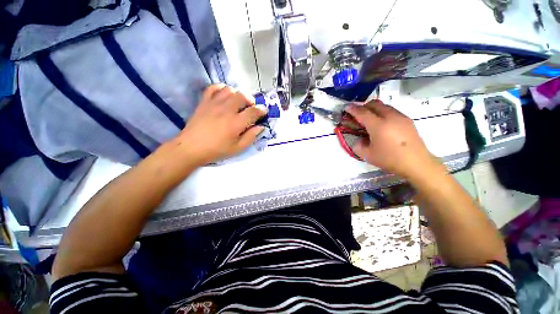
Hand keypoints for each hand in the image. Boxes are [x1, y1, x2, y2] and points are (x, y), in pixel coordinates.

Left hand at [172, 84, 265, 165]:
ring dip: (237, 94)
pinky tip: (224, 95)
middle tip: (251, 107)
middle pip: (243, 96)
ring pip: (230, 89)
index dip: (261, 110)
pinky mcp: (204, 102)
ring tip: (238, 102)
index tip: (264, 112)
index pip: (254, 111)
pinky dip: (221, 88)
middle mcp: (227, 110)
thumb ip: (251, 137)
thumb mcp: (238, 148)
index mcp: (236, 123)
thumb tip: (261, 127)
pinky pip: (213, 88)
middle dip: (250, 100)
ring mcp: (214, 104)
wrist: (191, 148)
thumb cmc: (217, 150)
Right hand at [345, 100, 438, 178]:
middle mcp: (390, 117)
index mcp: (378, 125)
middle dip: (363, 106)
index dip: (353, 109)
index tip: (346, 107)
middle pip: (374, 104)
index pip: (362, 113)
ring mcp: (400, 117)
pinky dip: (383, 113)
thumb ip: (358, 146)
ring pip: (384, 106)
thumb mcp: (368, 155)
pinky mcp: (407, 120)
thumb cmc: (390, 159)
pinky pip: (392, 111)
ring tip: (369, 119)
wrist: (416, 163)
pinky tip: (382, 124)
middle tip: (357, 114)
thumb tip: (358, 140)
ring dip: (374, 109)